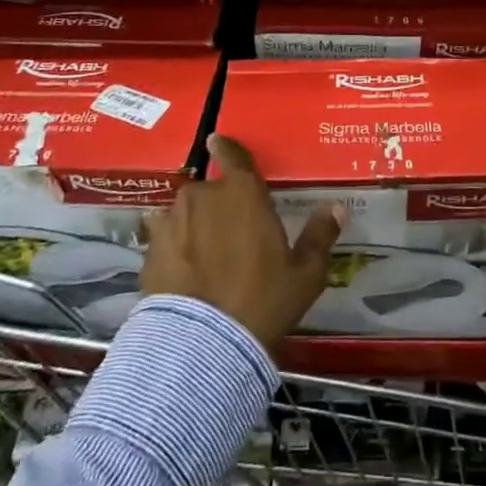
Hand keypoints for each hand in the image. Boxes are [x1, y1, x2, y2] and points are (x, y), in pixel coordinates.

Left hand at [142, 133, 342, 346]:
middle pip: (211, 191)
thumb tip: (336, 208)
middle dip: (220, 205)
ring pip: (185, 214)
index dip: (227, 148)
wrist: (201, 344)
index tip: (216, 140)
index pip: (234, 157)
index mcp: (243, 194)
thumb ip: (320, 236)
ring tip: (205, 254)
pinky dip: (175, 248)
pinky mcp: (149, 252)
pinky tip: (184, 272)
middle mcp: (203, 197)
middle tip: (232, 233)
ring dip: (195, 225)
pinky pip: (165, 239)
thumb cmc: (263, 300)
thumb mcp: (305, 273)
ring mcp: (171, 223)